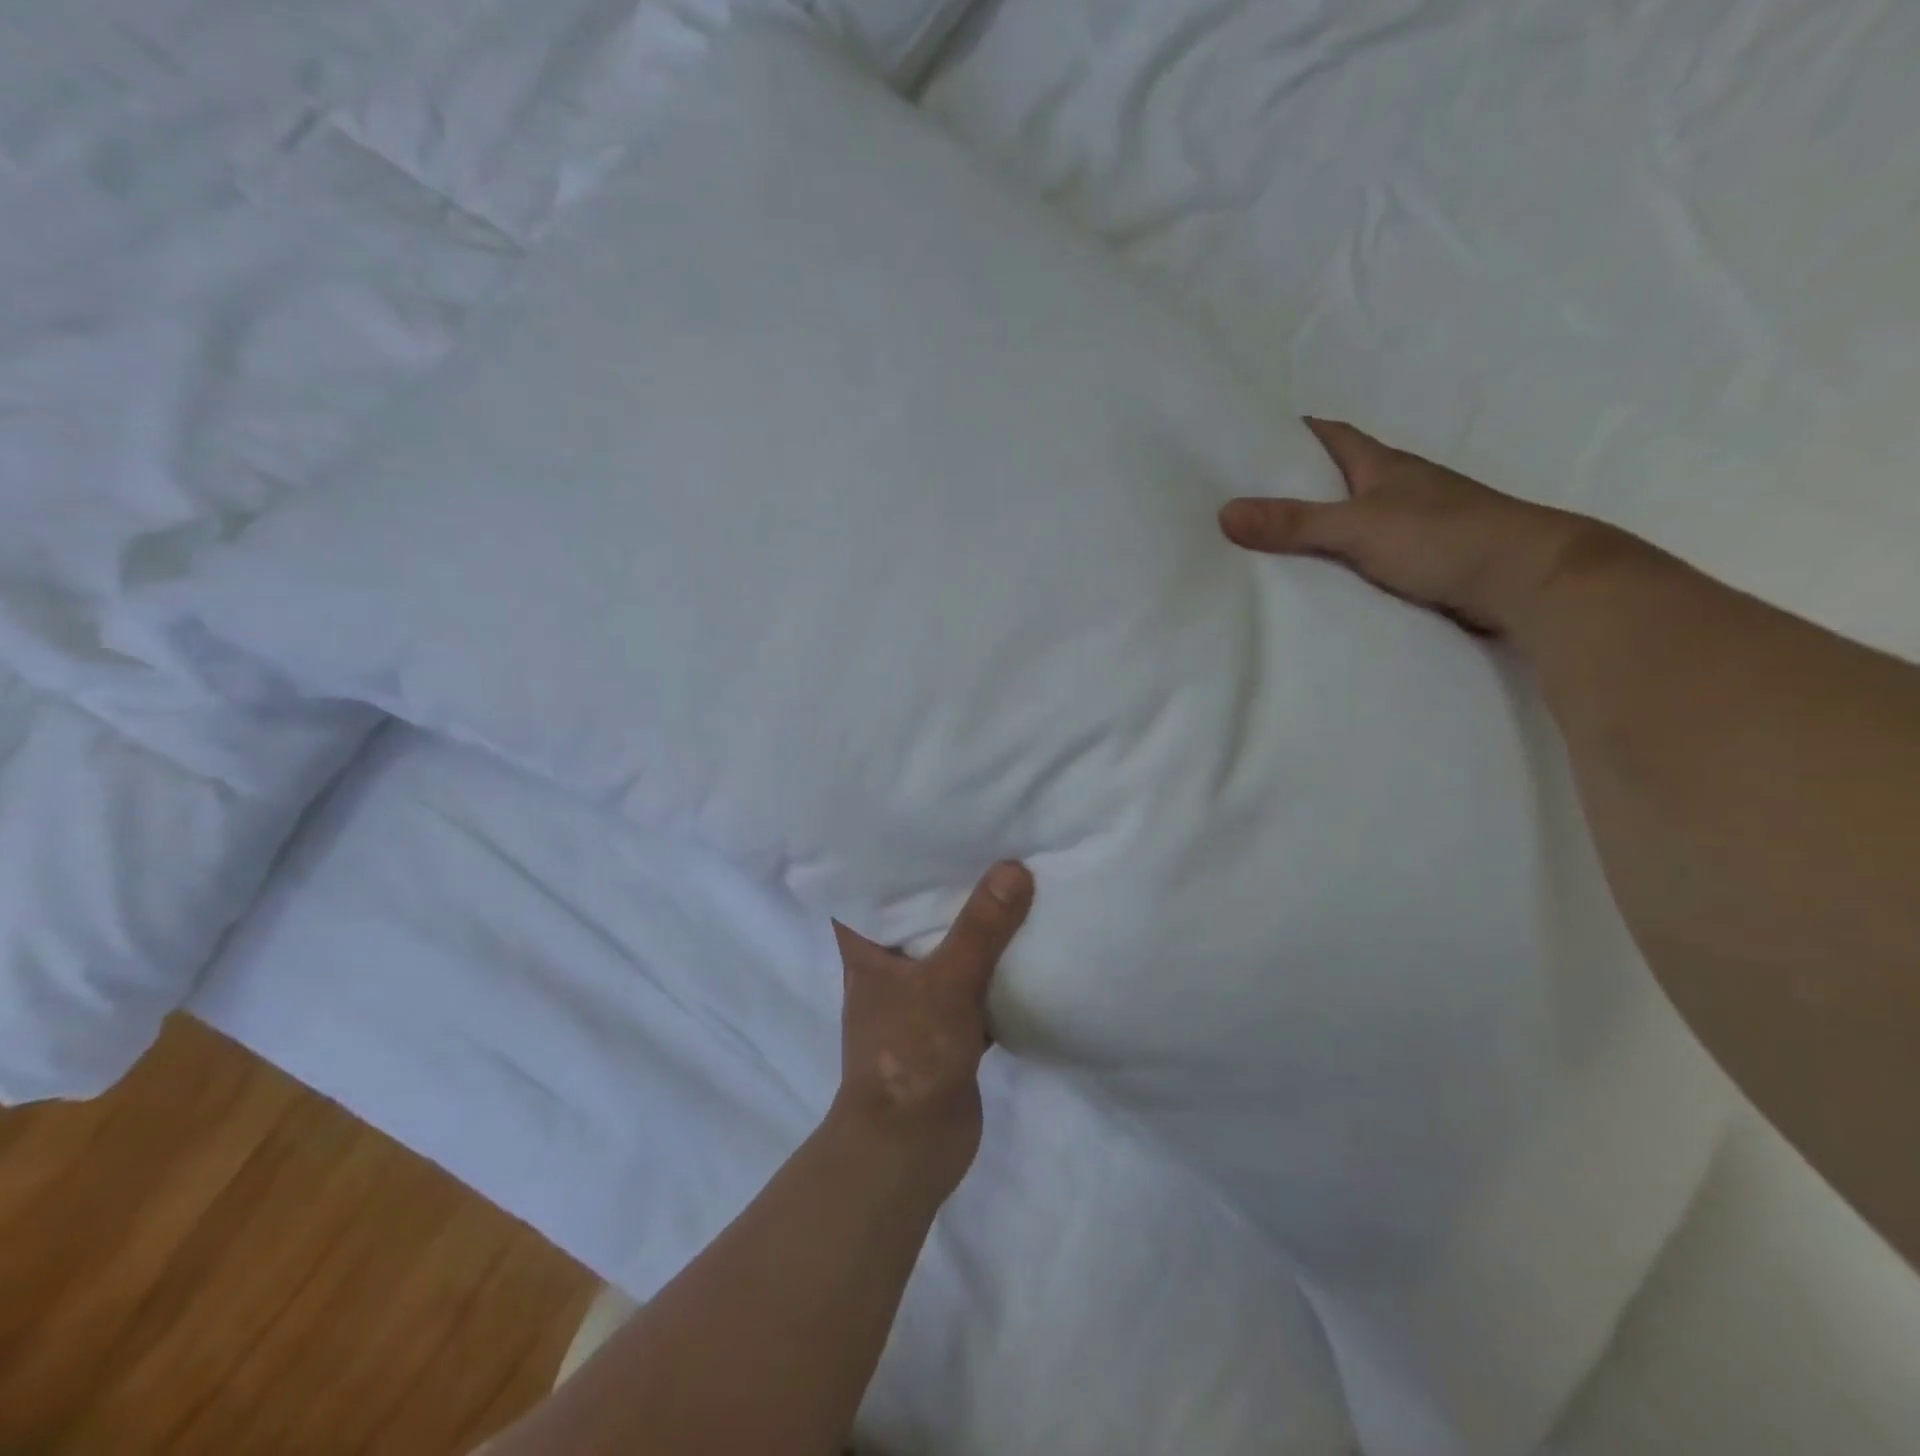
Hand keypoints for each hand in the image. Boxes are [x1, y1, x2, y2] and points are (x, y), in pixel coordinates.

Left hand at [830, 862, 1033, 1197]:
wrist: (912, 1147)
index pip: (865, 890)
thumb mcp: (946, 982)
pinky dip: (996, 970)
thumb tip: (1013, 868)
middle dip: (944, 886)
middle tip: (980, 841)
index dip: (883, 858)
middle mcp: (888, 968)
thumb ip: (980, 929)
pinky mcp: (949, 1027)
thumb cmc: (909, 1054)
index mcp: (867, 950)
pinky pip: (975, 985)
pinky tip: (1027, 944)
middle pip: (915, 915)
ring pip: (950, 950)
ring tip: (1009, 879)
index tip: (915, 824)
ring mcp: (919, 999)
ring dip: (974, 928)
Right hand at [1220, 418, 1621, 636]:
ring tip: (1256, 547)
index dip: (1287, 434)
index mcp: (1381, 465)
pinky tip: (1306, 581)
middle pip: (1330, 479)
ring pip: (1345, 521)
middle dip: (1288, 486)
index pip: (1326, 435)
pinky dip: (1332, 563)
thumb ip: (1294, 523)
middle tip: (1235, 502)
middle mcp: (1393, 489)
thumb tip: (1224, 513)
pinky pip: (1359, 556)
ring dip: (1309, 530)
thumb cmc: (1444, 536)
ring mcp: (1406, 526)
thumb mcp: (1359, 526)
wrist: (1527, 581)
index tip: (1244, 443)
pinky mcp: (1415, 563)